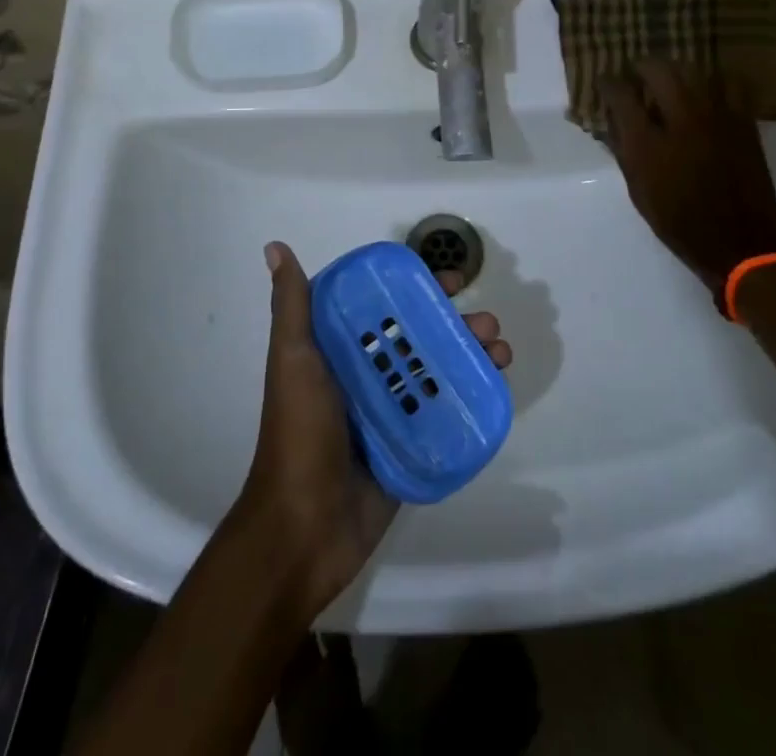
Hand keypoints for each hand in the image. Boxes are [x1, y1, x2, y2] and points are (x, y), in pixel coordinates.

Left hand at [239, 241, 512, 618]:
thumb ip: (291, 306)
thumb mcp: (293, 360)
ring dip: (471, 357)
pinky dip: (470, 398)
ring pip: (438, 373)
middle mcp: (366, 377)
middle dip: (456, 324)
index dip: (419, 290)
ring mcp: (390, 414)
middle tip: (487, 321)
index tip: (452, 280)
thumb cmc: (298, 433)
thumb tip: (275, 247)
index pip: (386, 309)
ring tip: (500, 351)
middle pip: (420, 338)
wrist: (302, 528)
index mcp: (340, 352)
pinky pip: (444, 415)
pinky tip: (497, 387)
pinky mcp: (409, 447)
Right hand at [604, 62, 775, 300]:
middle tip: (637, 74)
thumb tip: (613, 122)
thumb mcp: (638, 190)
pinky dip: (710, 82)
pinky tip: (705, 92)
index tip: (605, 82)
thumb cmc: (679, 221)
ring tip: (670, 80)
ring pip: (693, 71)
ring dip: (675, 71)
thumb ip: (624, 150)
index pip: (620, 94)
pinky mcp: (742, 121)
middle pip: (658, 69)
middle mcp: (681, 119)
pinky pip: (726, 85)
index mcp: (648, 142)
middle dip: (642, 66)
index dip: (608, 83)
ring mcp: (716, 116)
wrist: (739, 241)